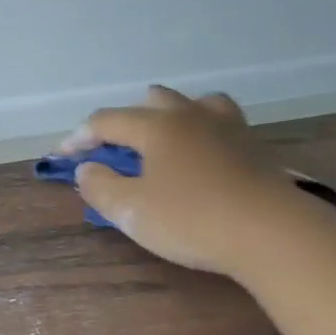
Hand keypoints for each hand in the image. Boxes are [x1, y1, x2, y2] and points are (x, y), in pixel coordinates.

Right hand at [64, 86, 312, 276]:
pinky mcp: (254, 147)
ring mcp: (229, 127)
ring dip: (170, 116)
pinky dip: (200, 131)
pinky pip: (219, 124)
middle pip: (152, 101)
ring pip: (194, 104)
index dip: (79, 137)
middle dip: (125, 120)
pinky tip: (200, 156)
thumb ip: (100, 187)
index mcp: (156, 126)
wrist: (273, 233)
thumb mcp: (131, 210)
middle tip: (112, 148)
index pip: (106, 120)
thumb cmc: (191, 219)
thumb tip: (88, 169)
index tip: (62, 157)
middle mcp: (191, 116)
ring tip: (161, 141)